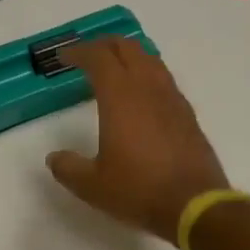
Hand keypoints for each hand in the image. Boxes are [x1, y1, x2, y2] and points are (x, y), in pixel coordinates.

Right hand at [46, 37, 229, 242]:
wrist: (195, 205)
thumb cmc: (139, 190)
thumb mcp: (92, 185)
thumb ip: (69, 168)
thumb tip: (54, 158)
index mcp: (120, 97)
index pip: (99, 57)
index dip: (79, 52)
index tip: (64, 58)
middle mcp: (148, 88)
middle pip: (127, 48)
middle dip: (104, 45)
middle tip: (87, 55)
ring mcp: (172, 99)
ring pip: (150, 59)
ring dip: (129, 56)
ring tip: (115, 68)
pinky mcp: (187, 114)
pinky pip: (164, 79)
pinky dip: (147, 74)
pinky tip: (142, 95)